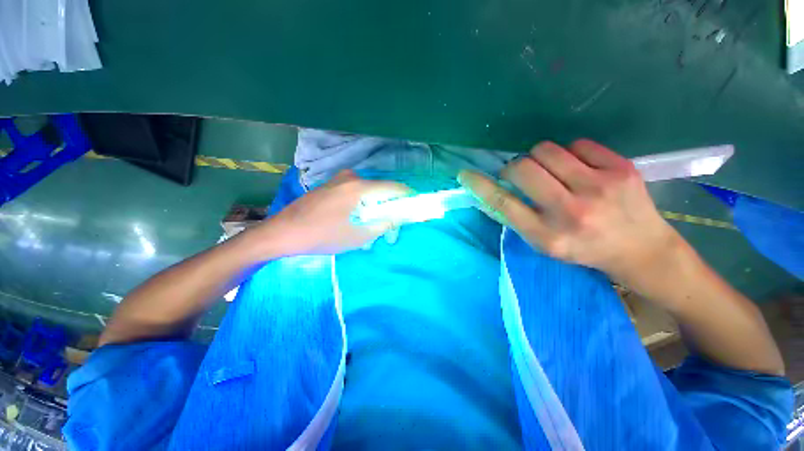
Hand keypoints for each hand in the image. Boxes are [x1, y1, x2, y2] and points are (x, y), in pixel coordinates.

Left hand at [253, 170, 411, 255]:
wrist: (283, 232)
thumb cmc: (324, 235)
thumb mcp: (360, 235)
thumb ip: (385, 223)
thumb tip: (400, 216)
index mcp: (361, 188)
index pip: (394, 188)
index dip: (407, 197)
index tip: (414, 207)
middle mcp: (352, 177)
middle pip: (380, 191)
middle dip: (388, 208)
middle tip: (388, 227)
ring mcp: (338, 180)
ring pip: (367, 193)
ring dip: (373, 209)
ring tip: (368, 228)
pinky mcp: (330, 186)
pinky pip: (354, 193)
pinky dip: (360, 205)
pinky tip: (353, 221)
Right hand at [458, 140, 678, 283]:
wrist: (642, 250)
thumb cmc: (583, 249)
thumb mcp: (543, 243)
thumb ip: (516, 217)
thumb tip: (491, 190)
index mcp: (547, 235)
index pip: (502, 203)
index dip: (480, 185)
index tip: (465, 174)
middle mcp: (570, 211)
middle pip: (522, 168)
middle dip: (513, 167)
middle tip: (520, 174)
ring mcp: (599, 187)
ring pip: (546, 150)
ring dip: (538, 157)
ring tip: (550, 171)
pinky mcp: (621, 169)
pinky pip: (577, 144)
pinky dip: (569, 153)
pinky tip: (578, 168)